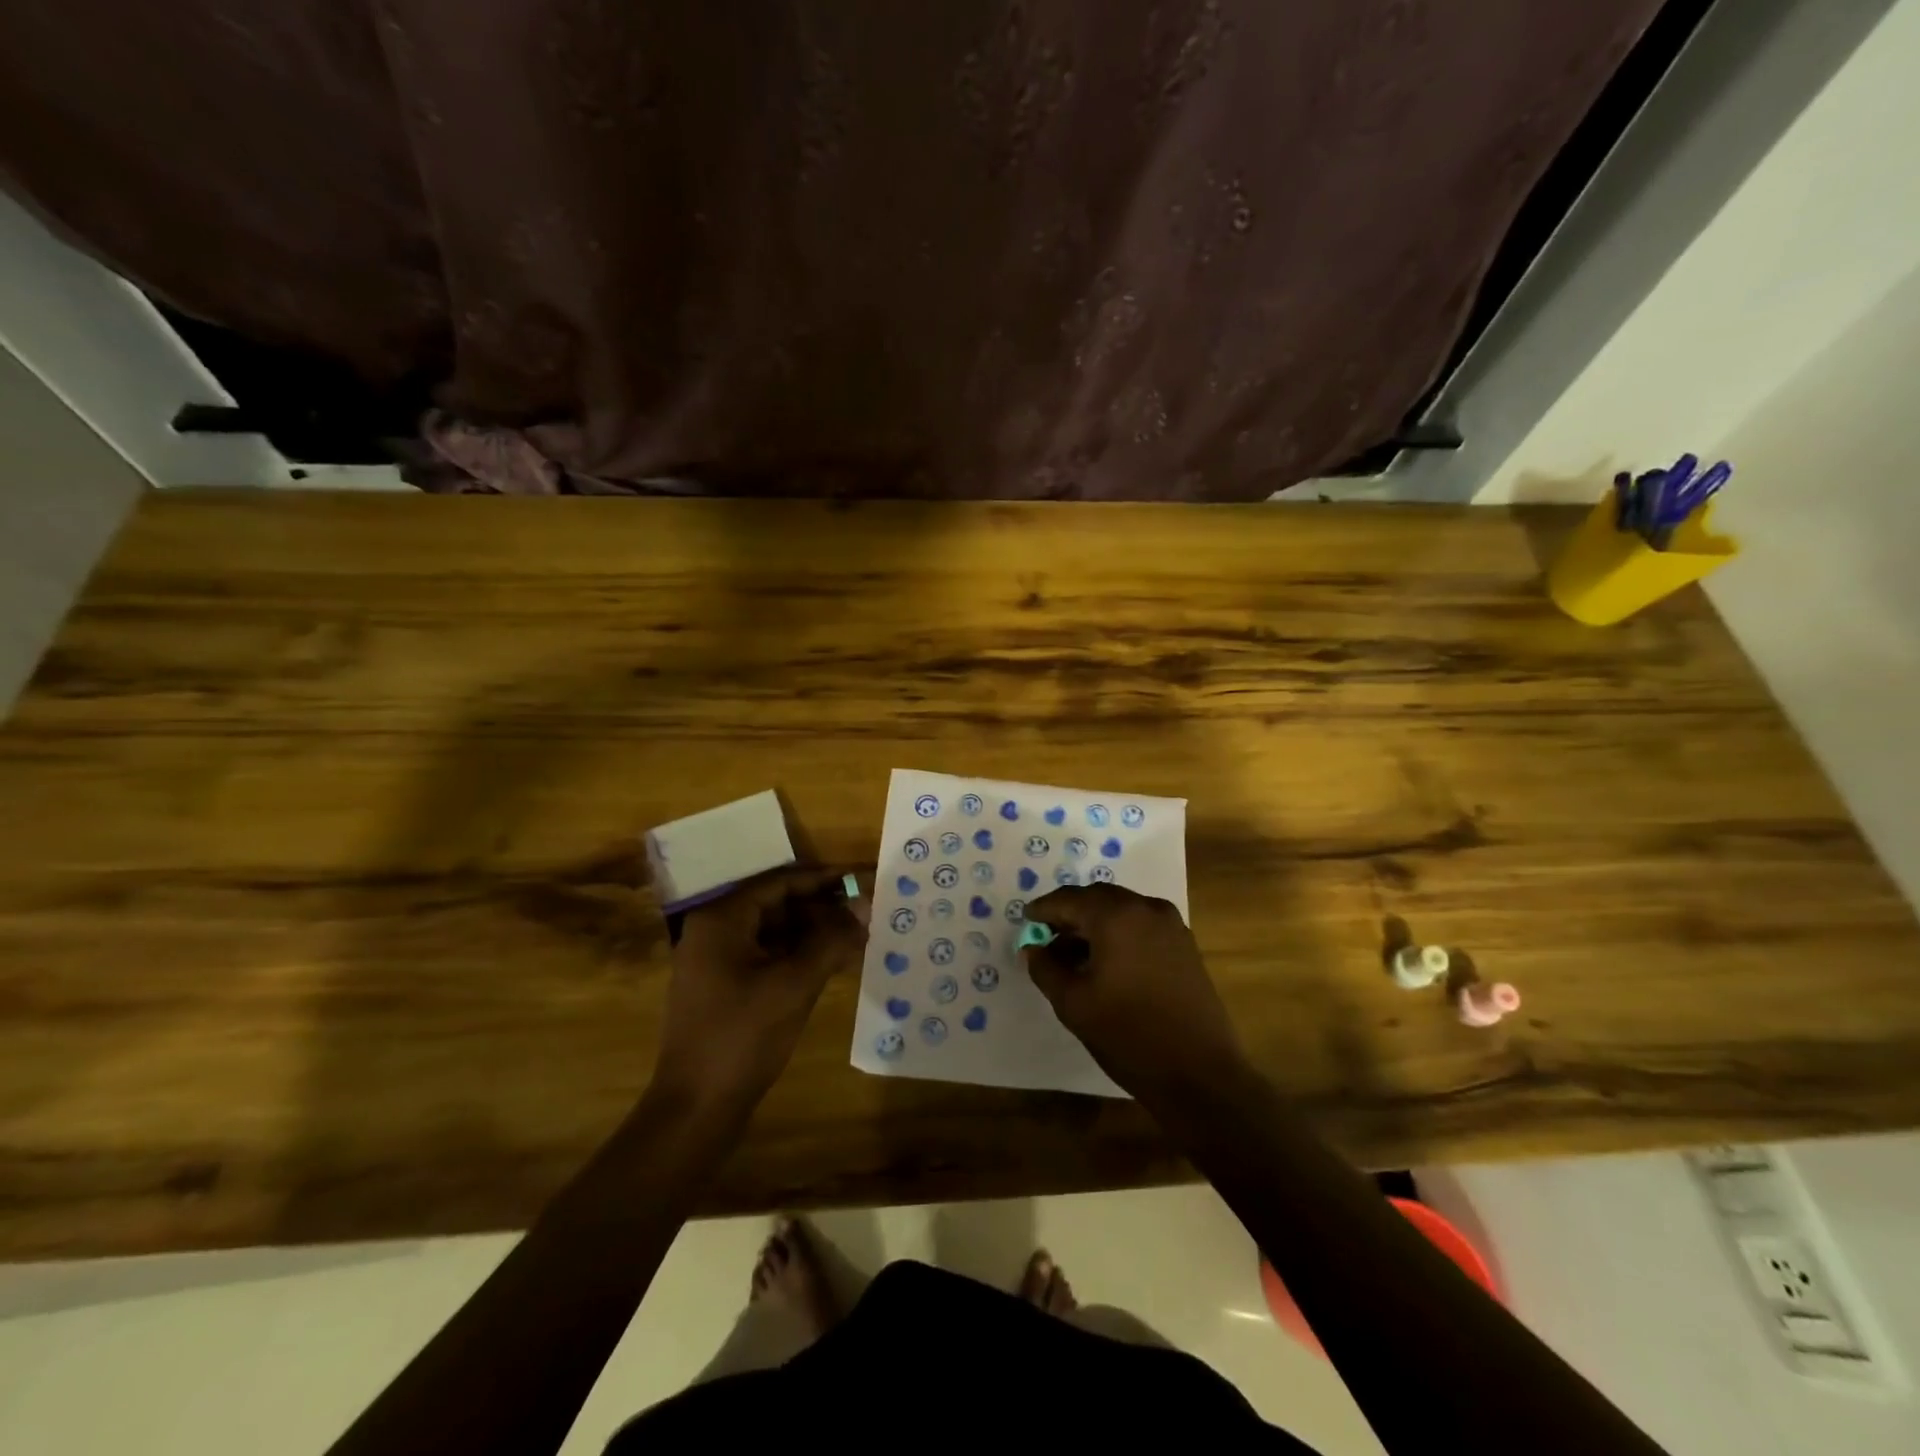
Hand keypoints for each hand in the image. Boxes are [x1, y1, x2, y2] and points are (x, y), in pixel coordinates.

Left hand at [652, 869, 861, 1108]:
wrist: (696, 1108)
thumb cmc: (743, 1037)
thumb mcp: (795, 984)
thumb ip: (831, 939)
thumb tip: (864, 904)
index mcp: (722, 919)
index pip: (781, 882)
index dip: (824, 880)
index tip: (861, 880)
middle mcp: (714, 931)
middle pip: (777, 905)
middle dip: (822, 908)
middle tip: (864, 912)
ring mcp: (716, 961)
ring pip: (774, 931)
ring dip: (813, 932)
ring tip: (856, 936)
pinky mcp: (723, 987)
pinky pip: (766, 956)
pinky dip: (798, 955)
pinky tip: (831, 963)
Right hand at [1021, 882, 1243, 1099]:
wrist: (1200, 1074)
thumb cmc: (1129, 1035)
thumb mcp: (1074, 1004)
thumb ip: (1046, 969)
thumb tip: (1032, 949)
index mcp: (1116, 916)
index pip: (1069, 899)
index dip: (1044, 909)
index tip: (1026, 920)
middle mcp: (1145, 908)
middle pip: (1097, 898)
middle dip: (1070, 914)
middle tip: (1047, 937)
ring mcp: (1170, 925)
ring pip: (1121, 910)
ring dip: (1095, 924)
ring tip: (1074, 955)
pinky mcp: (1185, 945)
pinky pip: (1141, 925)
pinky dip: (1119, 933)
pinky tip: (1107, 963)